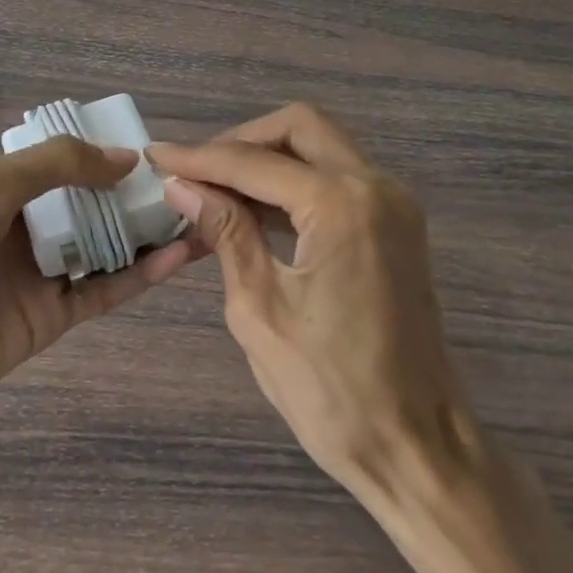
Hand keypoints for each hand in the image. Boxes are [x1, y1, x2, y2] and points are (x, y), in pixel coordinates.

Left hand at [0, 137, 199, 435]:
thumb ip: (55, 166)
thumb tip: (127, 158)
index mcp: (5, 189)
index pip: (67, 163)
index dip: (108, 153)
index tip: (156, 146)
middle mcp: (28, 227)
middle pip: (94, 205)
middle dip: (138, 194)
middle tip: (192, 183)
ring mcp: (42, 274)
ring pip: (107, 247)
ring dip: (149, 233)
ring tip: (200, 215)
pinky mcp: (52, 319)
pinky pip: (105, 290)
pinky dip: (142, 275)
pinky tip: (179, 256)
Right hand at [149, 105, 480, 499]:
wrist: (416, 445)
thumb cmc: (331, 390)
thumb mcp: (260, 310)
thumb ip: (225, 233)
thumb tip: (183, 186)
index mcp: (342, 205)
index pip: (254, 162)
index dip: (199, 158)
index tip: (156, 156)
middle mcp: (377, 187)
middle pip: (301, 128)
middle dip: (242, 140)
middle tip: (197, 171)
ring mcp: (395, 205)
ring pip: (324, 148)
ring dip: (270, 159)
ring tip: (216, 190)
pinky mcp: (398, 227)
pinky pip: (340, 180)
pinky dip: (297, 183)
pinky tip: (257, 210)